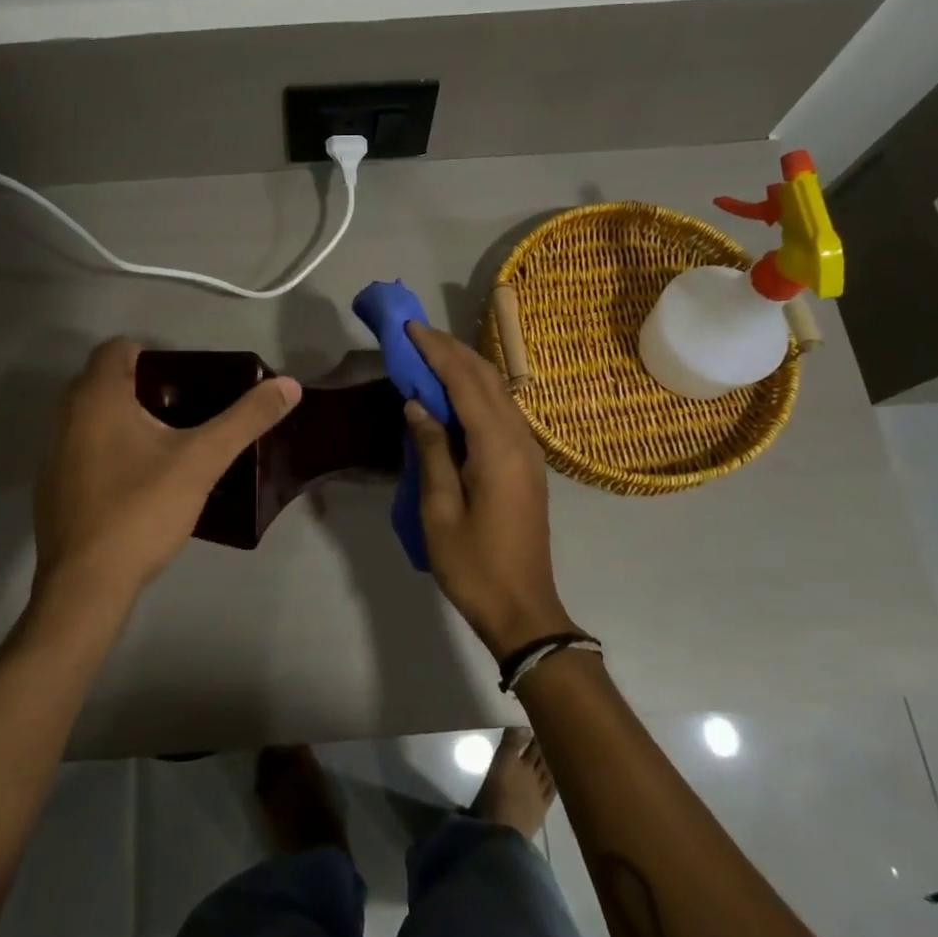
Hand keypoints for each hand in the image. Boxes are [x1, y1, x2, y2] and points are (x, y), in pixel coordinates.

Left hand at [33, 338, 301, 616]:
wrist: (86, 585)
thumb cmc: (142, 509)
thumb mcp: (202, 461)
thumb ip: (246, 419)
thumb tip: (289, 385)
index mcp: (97, 397)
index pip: (118, 348)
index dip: (153, 355)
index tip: (187, 380)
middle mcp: (65, 416)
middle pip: (104, 380)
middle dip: (143, 387)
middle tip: (186, 410)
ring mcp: (53, 454)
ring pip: (92, 417)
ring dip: (125, 419)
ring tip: (168, 443)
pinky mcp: (52, 488)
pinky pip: (83, 449)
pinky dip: (108, 450)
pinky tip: (138, 482)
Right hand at [403, 321, 577, 659]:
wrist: (524, 609)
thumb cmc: (474, 564)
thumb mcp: (440, 510)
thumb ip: (432, 451)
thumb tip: (417, 405)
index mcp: (497, 447)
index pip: (465, 381)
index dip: (436, 351)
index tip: (409, 328)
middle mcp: (519, 438)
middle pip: (487, 378)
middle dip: (452, 350)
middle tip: (415, 334)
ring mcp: (528, 451)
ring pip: (498, 391)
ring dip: (465, 367)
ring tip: (430, 354)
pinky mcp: (527, 464)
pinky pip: (501, 411)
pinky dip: (476, 390)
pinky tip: (454, 393)